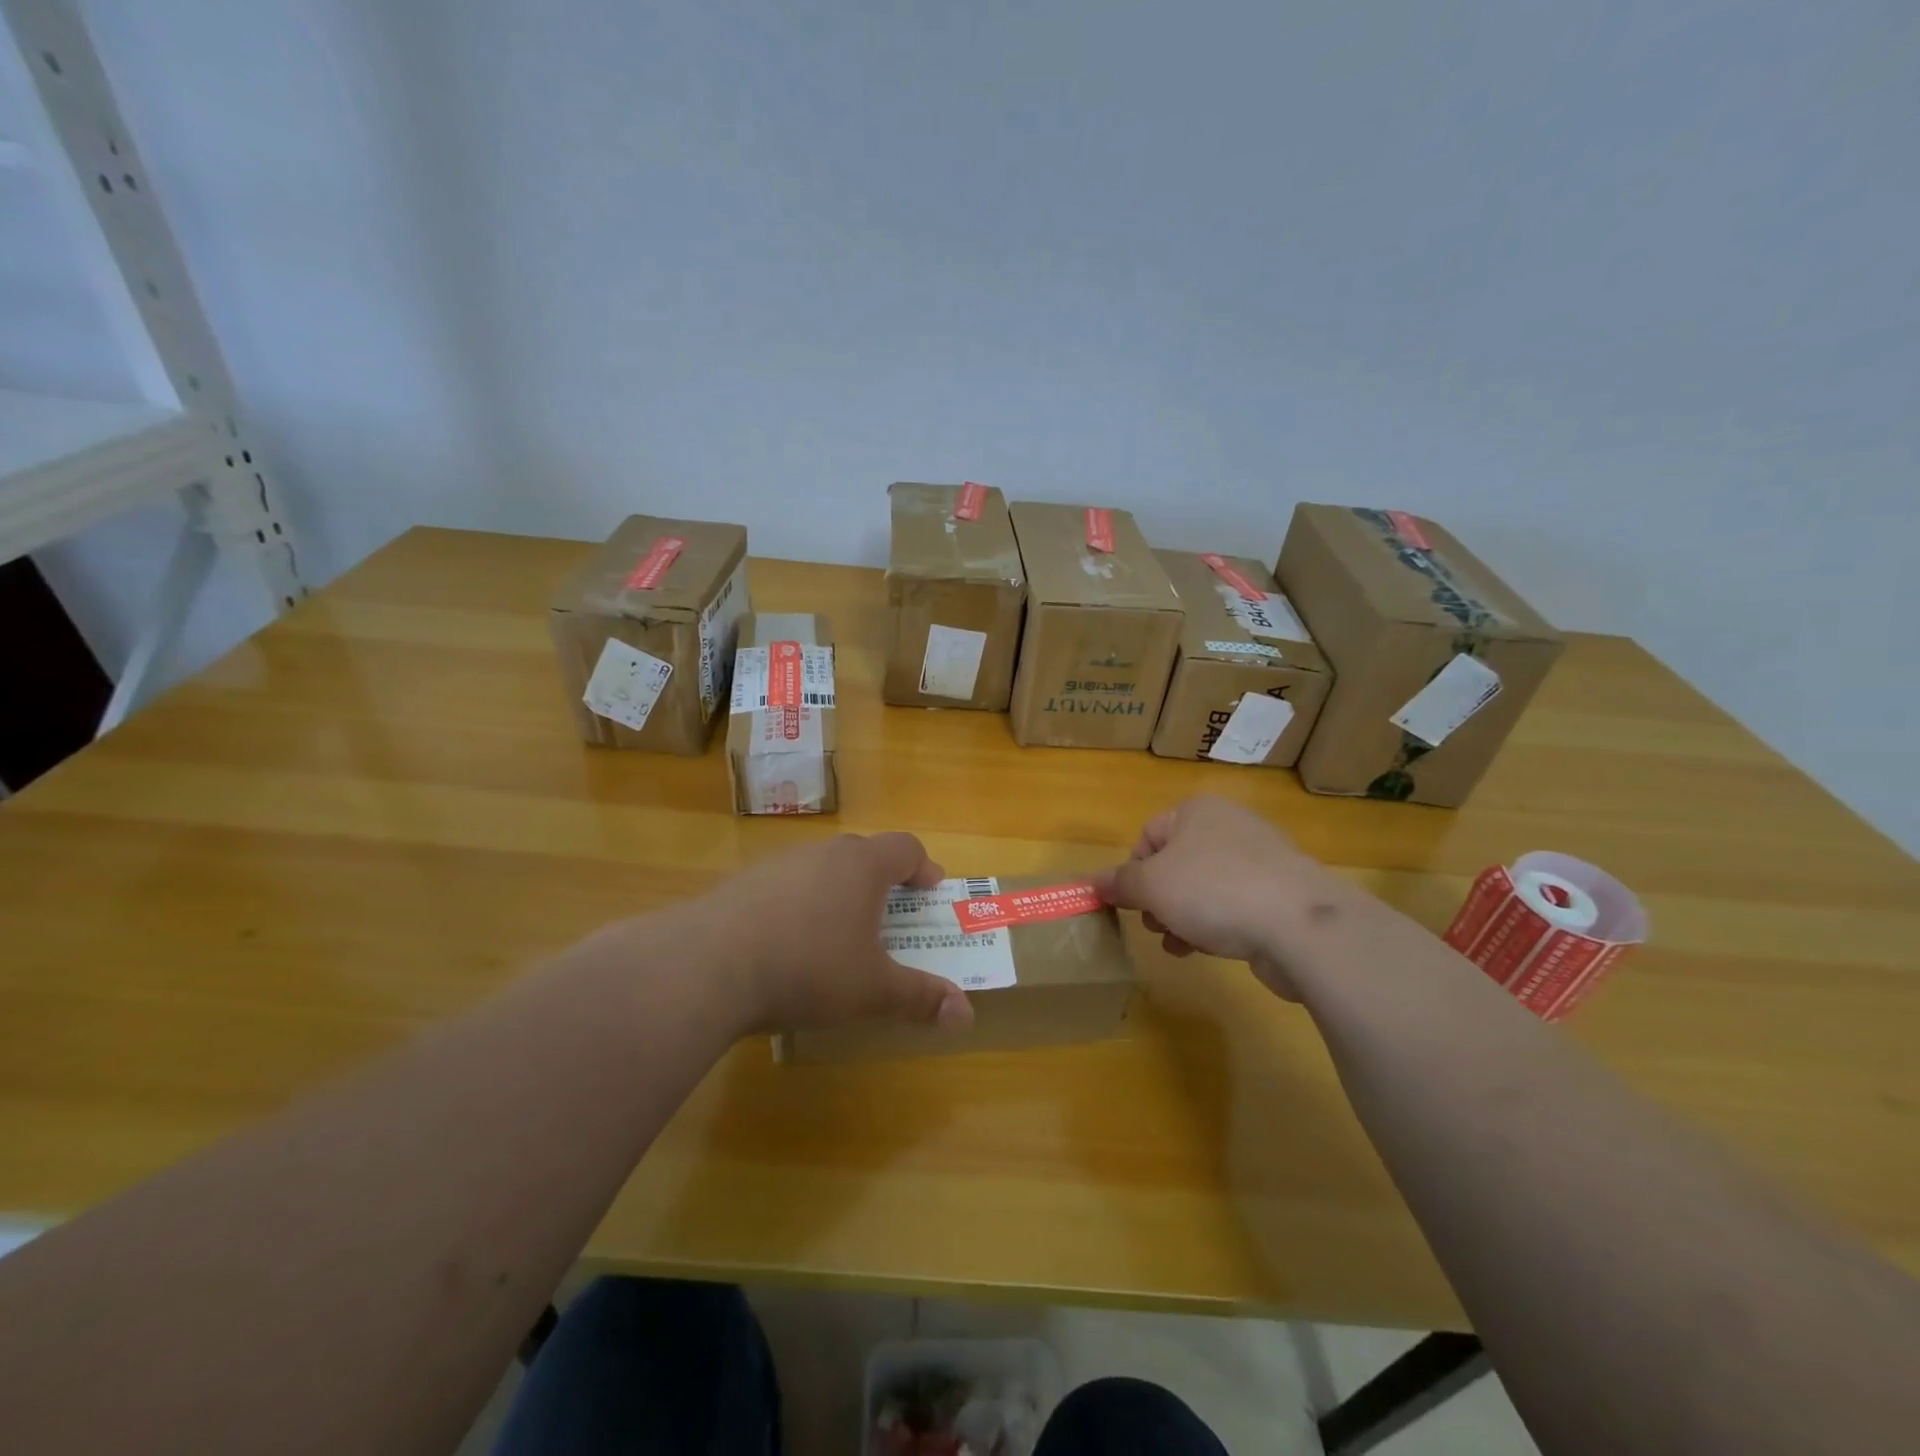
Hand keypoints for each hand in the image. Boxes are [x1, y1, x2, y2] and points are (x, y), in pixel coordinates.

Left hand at [685, 833, 975, 1034]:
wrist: (706, 966)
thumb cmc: (808, 967)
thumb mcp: (871, 990)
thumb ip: (920, 998)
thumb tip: (967, 1016)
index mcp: (862, 866)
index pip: (906, 847)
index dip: (923, 867)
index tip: (930, 892)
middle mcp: (823, 854)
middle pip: (863, 854)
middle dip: (882, 883)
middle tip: (888, 919)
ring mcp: (778, 865)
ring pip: (821, 869)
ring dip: (837, 893)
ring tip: (837, 937)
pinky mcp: (742, 884)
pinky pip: (785, 887)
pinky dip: (798, 907)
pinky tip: (786, 947)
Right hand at [1091, 796, 1351, 999]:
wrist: (1300, 925)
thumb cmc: (1213, 891)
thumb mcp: (1152, 885)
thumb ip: (1120, 883)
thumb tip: (1093, 882)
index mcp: (1197, 810)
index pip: (1148, 835)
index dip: (1133, 872)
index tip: (1132, 904)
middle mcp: (1229, 825)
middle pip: (1175, 863)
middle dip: (1158, 898)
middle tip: (1155, 925)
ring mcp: (1260, 859)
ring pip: (1203, 887)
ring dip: (1182, 916)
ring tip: (1177, 943)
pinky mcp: (1281, 893)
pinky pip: (1233, 905)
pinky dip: (1215, 924)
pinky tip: (1208, 949)